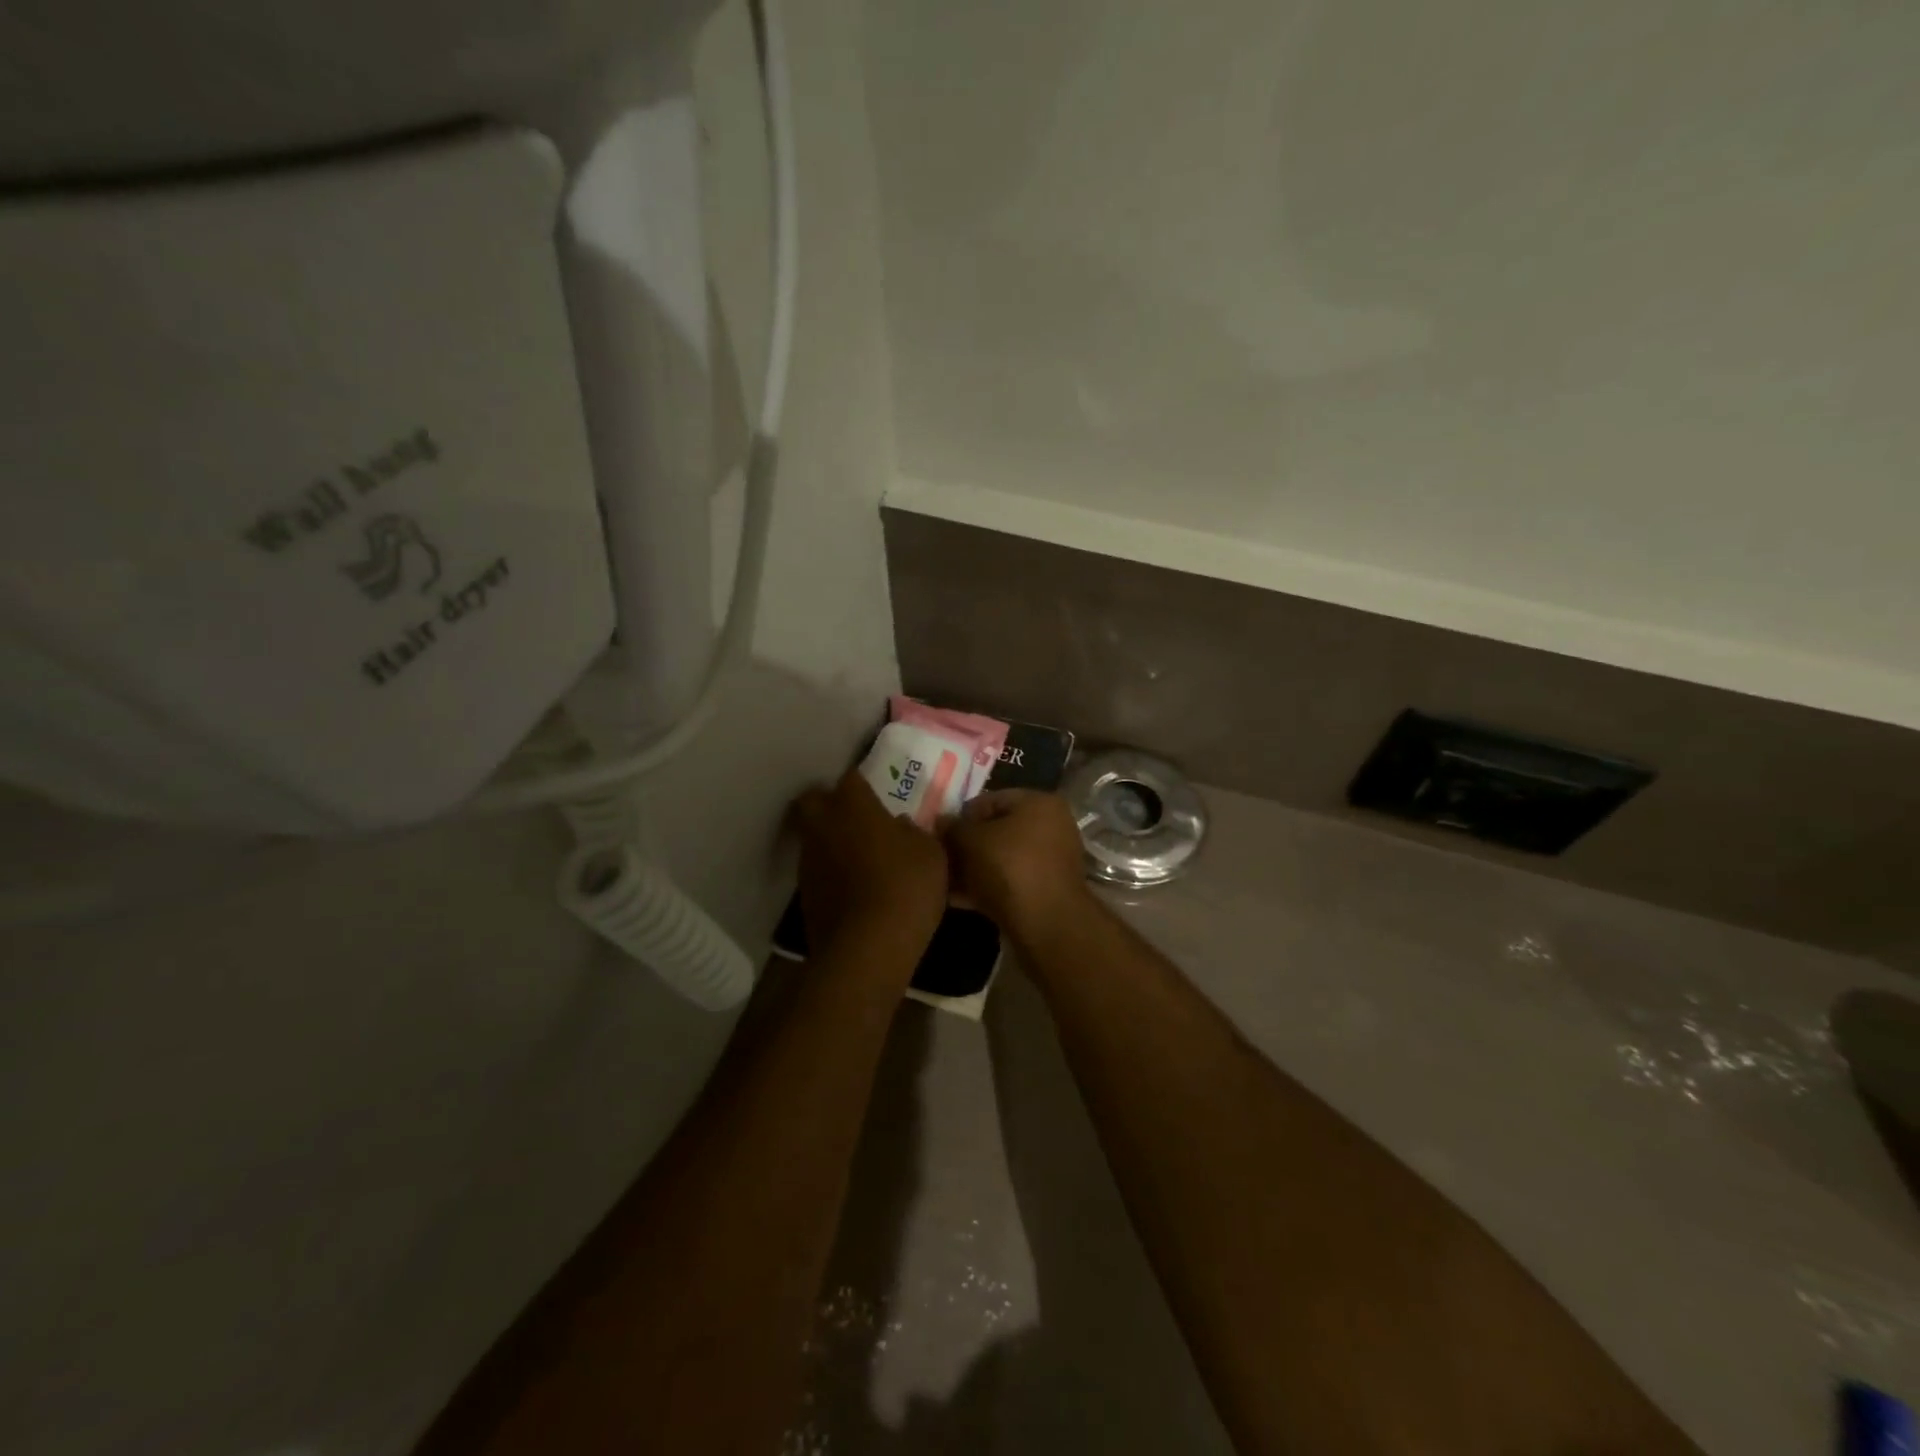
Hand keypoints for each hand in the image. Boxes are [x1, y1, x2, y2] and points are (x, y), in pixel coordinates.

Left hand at [792, 769, 948, 956]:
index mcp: (854, 806)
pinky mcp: (804, 894)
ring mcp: (808, 861)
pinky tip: (853, 887)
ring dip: (830, 840)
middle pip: (813, 800)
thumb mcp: (930, 854)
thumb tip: (900, 826)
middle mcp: (823, 826)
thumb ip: (914, 833)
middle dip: (829, 803)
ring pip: (812, 836)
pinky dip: (831, 872)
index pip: (851, 777)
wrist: (867, 949)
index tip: (877, 792)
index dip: (862, 783)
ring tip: (858, 856)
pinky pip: (816, 870)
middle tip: (855, 816)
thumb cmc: (906, 888)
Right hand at [942, 789, 1089, 935]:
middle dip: (965, 846)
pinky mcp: (1045, 891)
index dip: (960, 816)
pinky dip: (985, 887)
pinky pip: (1009, 882)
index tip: (938, 835)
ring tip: (942, 881)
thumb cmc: (1008, 868)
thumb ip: (952, 828)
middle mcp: (1051, 827)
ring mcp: (1050, 861)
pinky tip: (956, 899)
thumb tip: (940, 821)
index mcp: (1039, 803)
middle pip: (996, 831)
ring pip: (1000, 859)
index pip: (990, 800)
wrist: (1045, 925)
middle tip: (939, 859)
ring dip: (972, 869)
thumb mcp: (970, 841)